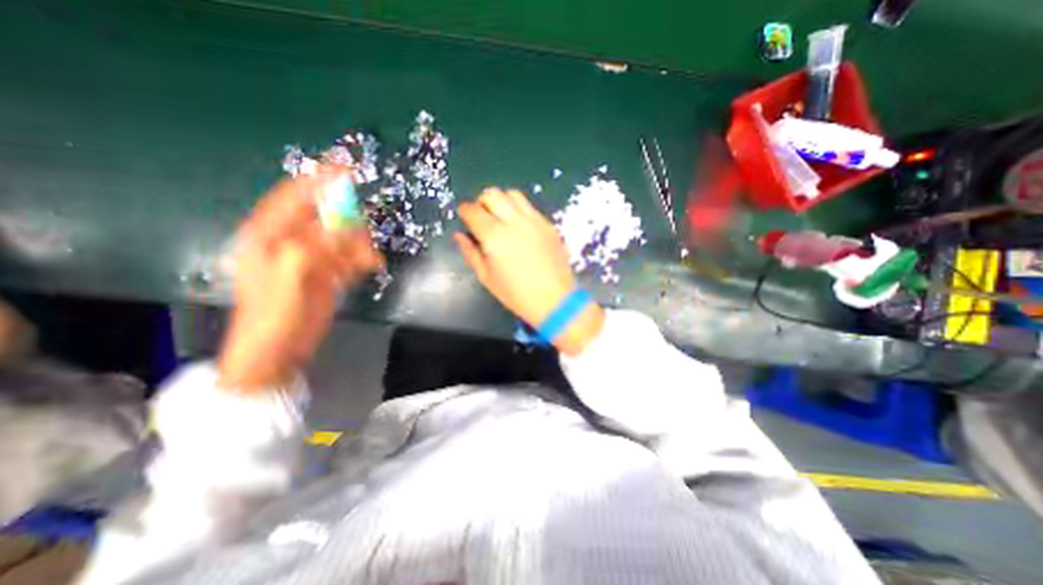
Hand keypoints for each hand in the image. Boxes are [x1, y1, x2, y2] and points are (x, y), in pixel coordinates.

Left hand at [217, 169, 381, 389]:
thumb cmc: (273, 314)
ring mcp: (314, 256)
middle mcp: (293, 239)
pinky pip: (353, 255)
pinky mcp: (330, 271)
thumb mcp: (288, 277)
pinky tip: (370, 267)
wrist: (279, 349)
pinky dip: (364, 258)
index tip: (349, 169)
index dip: (321, 179)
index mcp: (270, 234)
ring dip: (361, 245)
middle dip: (350, 223)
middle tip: (363, 238)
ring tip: (367, 261)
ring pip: (346, 236)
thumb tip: (343, 228)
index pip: (296, 196)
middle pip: (329, 216)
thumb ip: (313, 247)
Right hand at [456, 189, 603, 357]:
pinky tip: (519, 226)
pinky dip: (519, 209)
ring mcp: (534, 221)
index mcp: (494, 237)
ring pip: (513, 194)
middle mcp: (514, 222)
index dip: (464, 210)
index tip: (464, 216)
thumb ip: (470, 253)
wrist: (555, 300)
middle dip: (482, 201)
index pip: (473, 211)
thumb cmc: (516, 294)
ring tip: (501, 216)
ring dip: (502, 200)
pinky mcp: (548, 224)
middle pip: (492, 194)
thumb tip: (460, 235)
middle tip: (482, 216)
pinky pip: (530, 207)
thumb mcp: (486, 277)